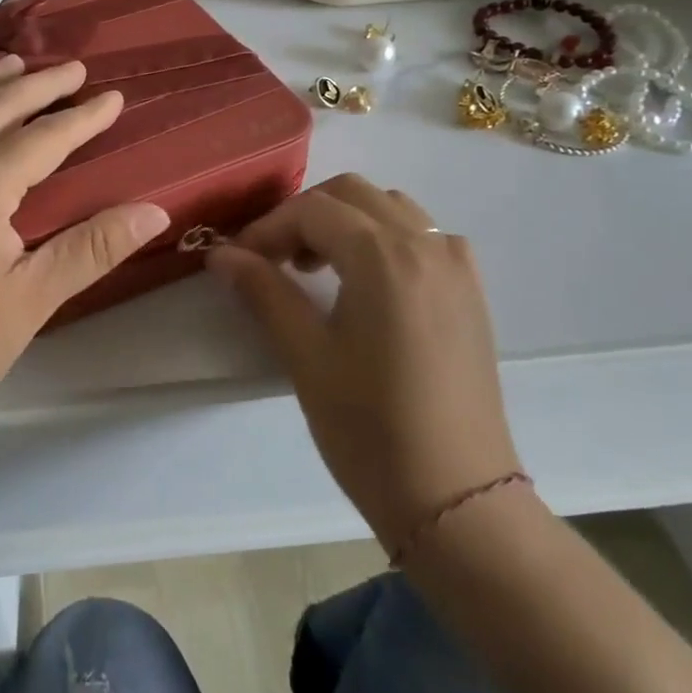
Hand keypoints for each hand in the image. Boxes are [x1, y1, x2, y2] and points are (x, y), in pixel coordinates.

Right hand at [207, 175, 520, 546]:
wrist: (457, 499)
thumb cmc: (370, 428)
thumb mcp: (305, 356)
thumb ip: (263, 291)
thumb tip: (220, 253)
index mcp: (385, 258)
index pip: (312, 210)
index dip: (266, 228)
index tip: (237, 259)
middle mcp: (427, 245)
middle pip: (352, 193)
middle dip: (303, 215)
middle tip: (272, 259)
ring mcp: (457, 266)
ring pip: (390, 207)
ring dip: (345, 220)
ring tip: (315, 267)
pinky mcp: (471, 291)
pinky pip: (423, 235)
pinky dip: (384, 236)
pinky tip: (366, 281)